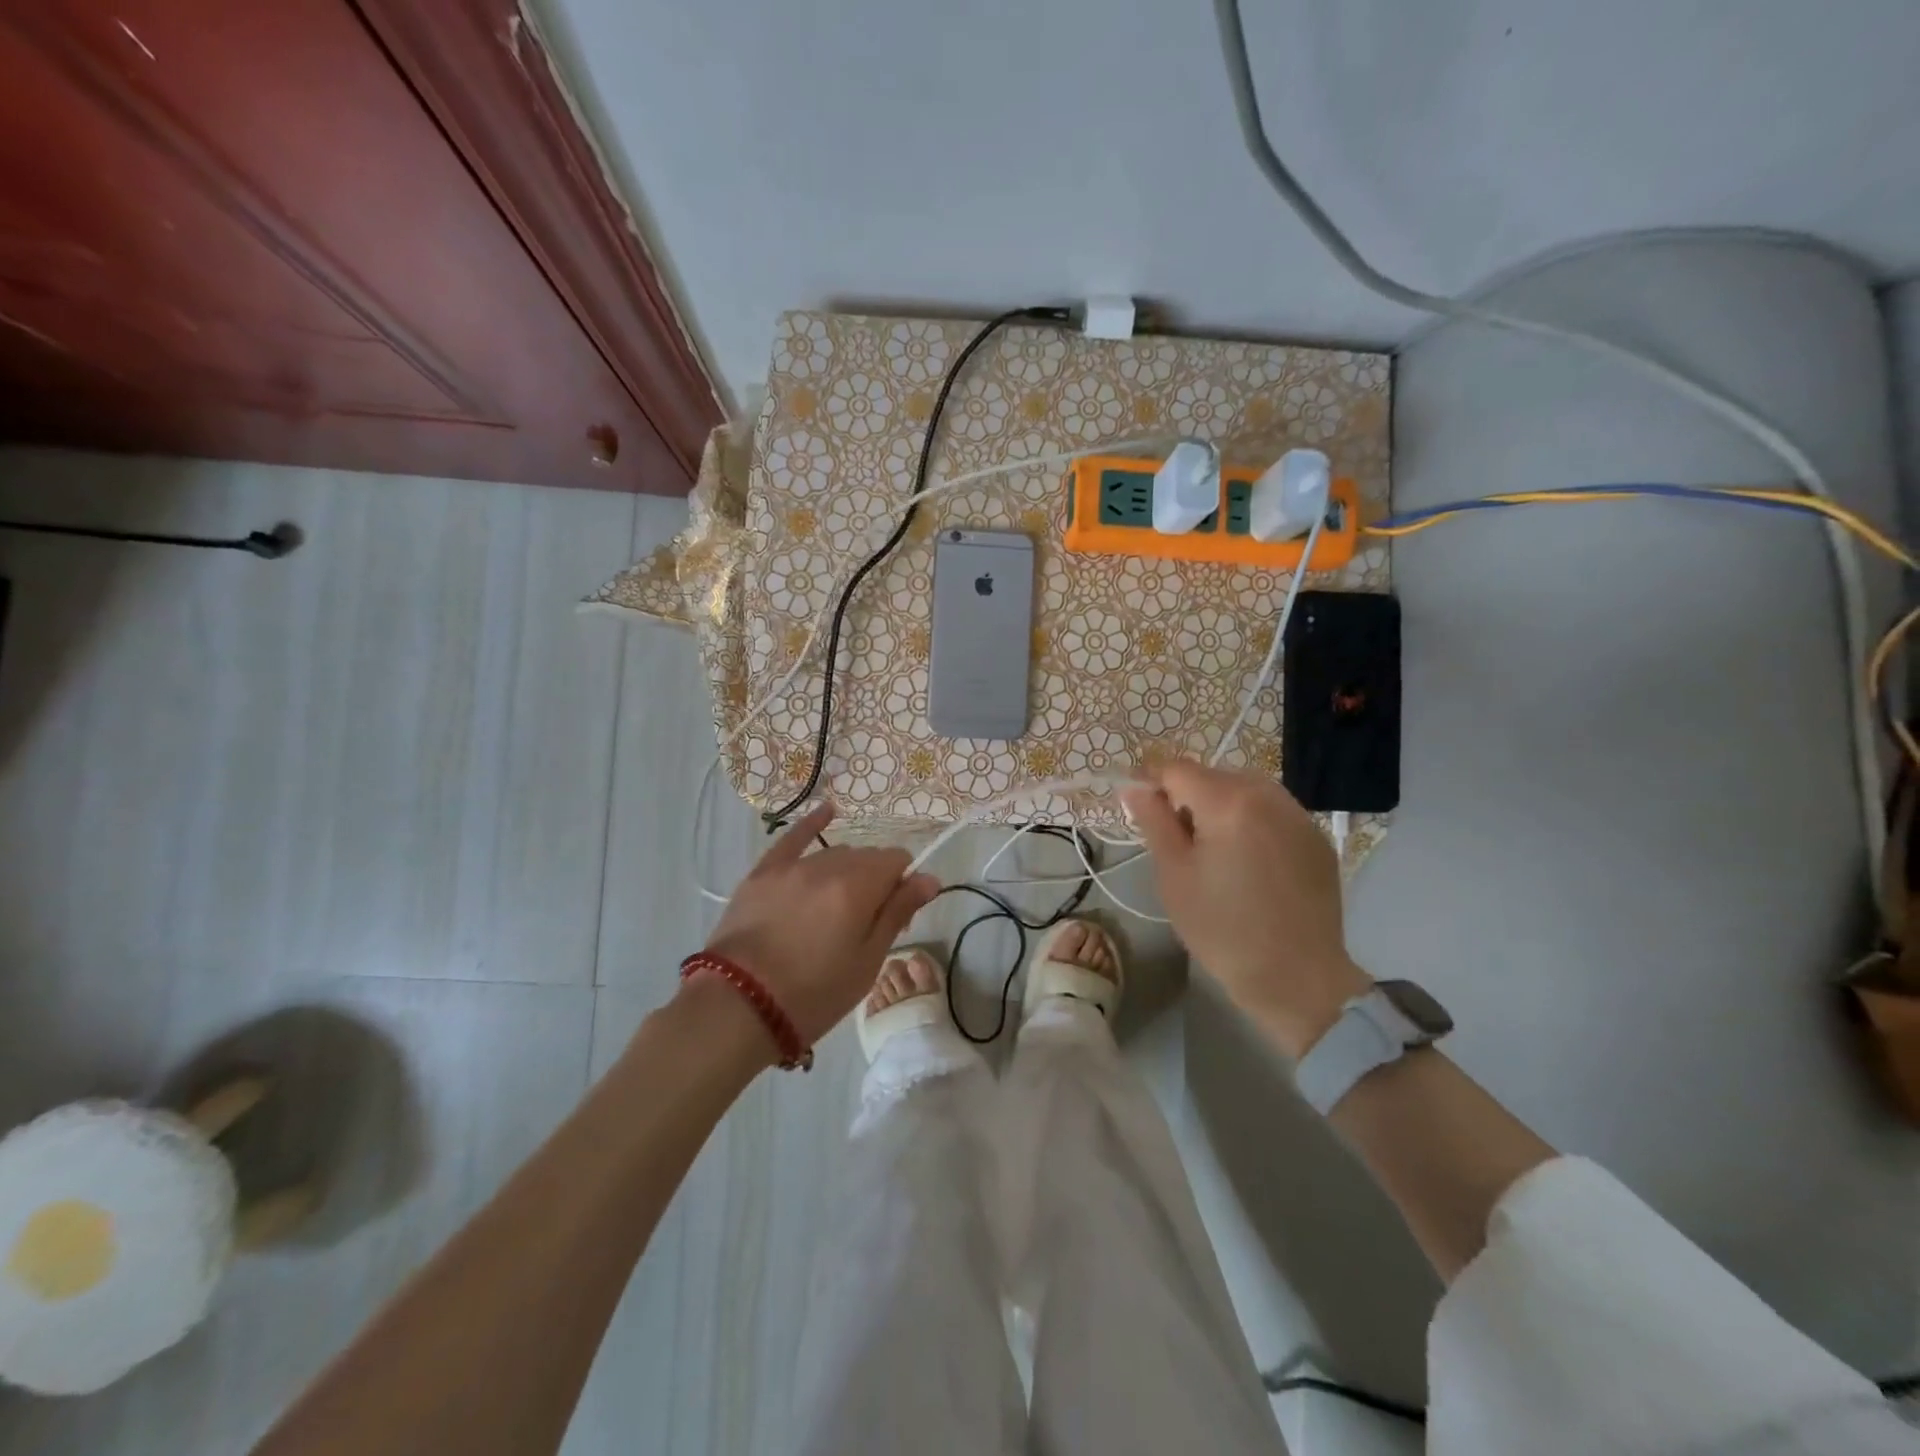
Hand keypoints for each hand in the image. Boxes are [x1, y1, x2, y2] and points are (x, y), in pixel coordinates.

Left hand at [698, 803, 939, 1049]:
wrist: (737, 1008)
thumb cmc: (813, 994)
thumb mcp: (866, 961)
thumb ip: (898, 913)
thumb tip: (929, 878)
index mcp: (858, 887)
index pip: (897, 862)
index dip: (903, 886)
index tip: (895, 916)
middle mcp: (828, 865)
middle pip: (866, 858)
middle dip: (876, 880)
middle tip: (867, 921)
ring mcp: (792, 866)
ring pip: (834, 854)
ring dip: (847, 870)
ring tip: (837, 906)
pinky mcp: (762, 873)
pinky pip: (792, 838)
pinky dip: (812, 824)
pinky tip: (827, 811)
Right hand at [1120, 761, 1370, 1057]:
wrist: (1298, 978)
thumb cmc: (1222, 929)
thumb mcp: (1174, 875)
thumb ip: (1154, 821)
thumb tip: (1135, 787)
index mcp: (1228, 802)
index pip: (1177, 769)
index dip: (1151, 781)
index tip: (1139, 805)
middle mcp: (1268, 795)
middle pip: (1213, 775)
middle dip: (1188, 796)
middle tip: (1177, 839)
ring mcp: (1298, 815)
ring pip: (1245, 790)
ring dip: (1221, 806)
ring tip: (1214, 850)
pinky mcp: (1317, 837)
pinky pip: (1273, 811)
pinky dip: (1252, 821)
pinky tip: (1248, 861)